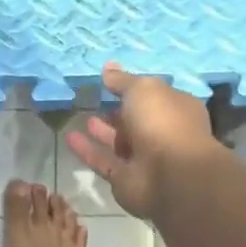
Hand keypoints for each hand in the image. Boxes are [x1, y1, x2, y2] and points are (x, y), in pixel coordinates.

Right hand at [65, 63, 216, 217]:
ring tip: (83, 116)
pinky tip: (69, 137)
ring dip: (103, 130)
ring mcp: (146, 159)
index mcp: (176, 109)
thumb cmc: (162, 121)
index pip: (154, 95)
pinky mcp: (126, 179)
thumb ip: (122, 80)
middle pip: (136, 120)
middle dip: (118, 111)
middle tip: (95, 99)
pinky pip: (103, 161)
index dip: (134, 88)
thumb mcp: (142, 89)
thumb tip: (108, 68)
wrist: (171, 176)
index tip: (110, 81)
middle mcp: (163, 133)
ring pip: (120, 142)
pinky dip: (87, 150)